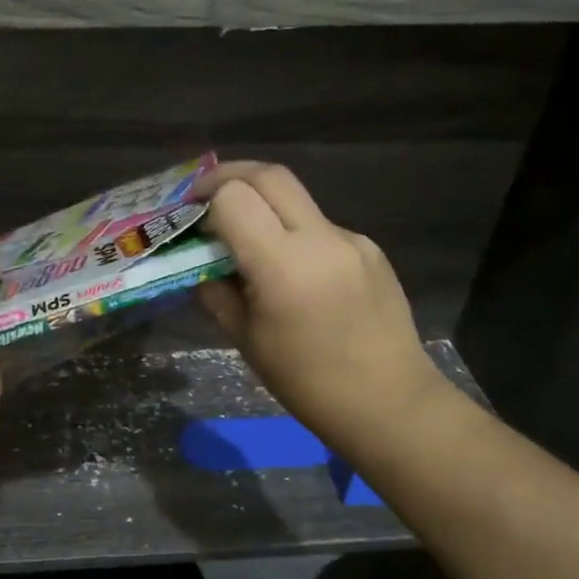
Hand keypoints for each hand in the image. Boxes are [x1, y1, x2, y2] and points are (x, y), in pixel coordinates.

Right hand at [194, 162, 449, 457]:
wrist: (389, 403)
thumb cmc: (306, 382)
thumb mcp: (245, 340)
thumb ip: (216, 292)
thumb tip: (201, 265)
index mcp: (283, 265)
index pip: (234, 197)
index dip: (205, 197)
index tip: (189, 213)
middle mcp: (320, 239)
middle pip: (269, 175)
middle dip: (230, 176)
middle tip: (206, 196)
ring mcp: (351, 240)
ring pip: (297, 199)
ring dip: (264, 205)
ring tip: (247, 240)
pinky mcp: (370, 249)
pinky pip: (320, 227)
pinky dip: (294, 234)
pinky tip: (293, 272)